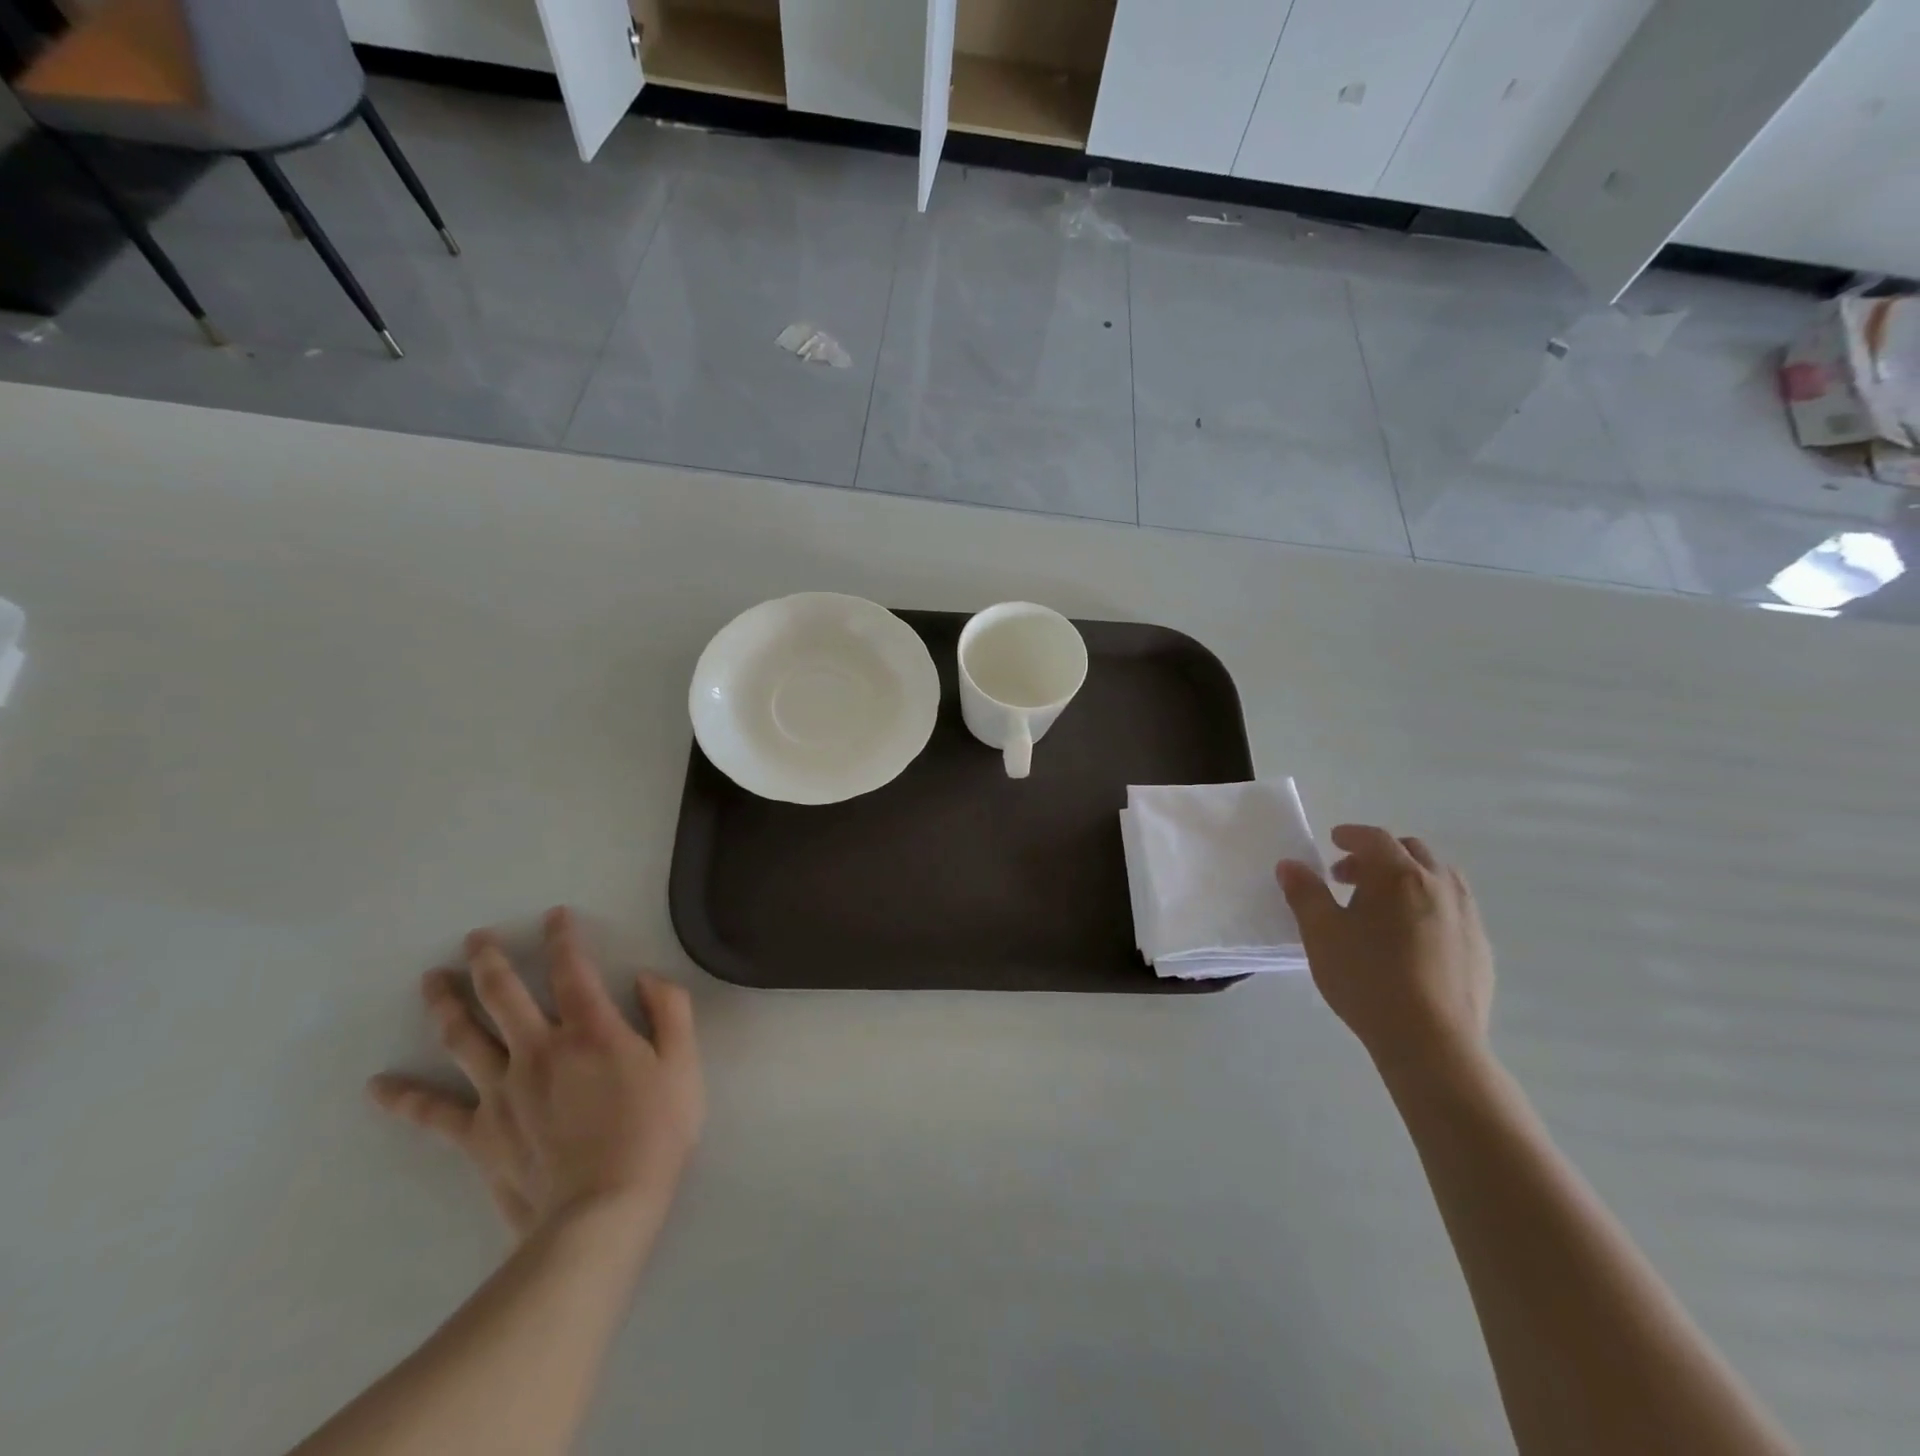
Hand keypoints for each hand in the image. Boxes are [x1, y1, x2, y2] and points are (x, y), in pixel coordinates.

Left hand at [369, 908, 704, 1240]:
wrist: (603, 1211)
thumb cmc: (653, 1133)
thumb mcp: (684, 1065)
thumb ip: (671, 1011)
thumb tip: (645, 978)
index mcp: (590, 1030)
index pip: (572, 969)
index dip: (563, 938)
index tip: (553, 916)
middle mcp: (538, 1048)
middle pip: (504, 994)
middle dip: (489, 960)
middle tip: (474, 938)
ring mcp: (501, 1090)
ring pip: (464, 1037)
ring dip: (445, 1004)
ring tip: (432, 980)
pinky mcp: (479, 1133)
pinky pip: (434, 1112)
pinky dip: (404, 1098)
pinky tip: (376, 1087)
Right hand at [1277, 825, 1493, 1080]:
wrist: (1432, 1043)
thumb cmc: (1367, 979)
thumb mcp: (1321, 933)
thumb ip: (1305, 893)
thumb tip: (1290, 865)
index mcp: (1398, 875)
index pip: (1374, 838)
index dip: (1351, 835)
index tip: (1333, 841)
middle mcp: (1439, 885)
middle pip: (1411, 851)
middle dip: (1378, 855)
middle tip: (1348, 878)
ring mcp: (1467, 916)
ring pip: (1439, 877)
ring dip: (1408, 877)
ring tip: (1382, 904)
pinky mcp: (1481, 948)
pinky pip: (1454, 909)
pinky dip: (1429, 905)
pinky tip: (1411, 938)